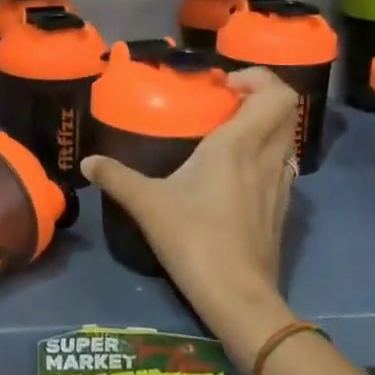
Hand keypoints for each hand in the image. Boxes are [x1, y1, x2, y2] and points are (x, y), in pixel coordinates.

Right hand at [81, 67, 299, 361]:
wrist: (237, 296)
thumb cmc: (195, 239)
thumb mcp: (147, 204)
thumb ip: (116, 177)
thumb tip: (87, 162)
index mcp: (239, 145)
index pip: (277, 93)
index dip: (258, 78)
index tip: (223, 87)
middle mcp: (267, 157)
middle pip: (287, 109)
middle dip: (260, 97)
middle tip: (224, 103)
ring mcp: (281, 184)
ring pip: (286, 137)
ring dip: (264, 126)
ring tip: (227, 135)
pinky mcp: (281, 208)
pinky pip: (281, 164)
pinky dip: (265, 155)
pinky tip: (235, 173)